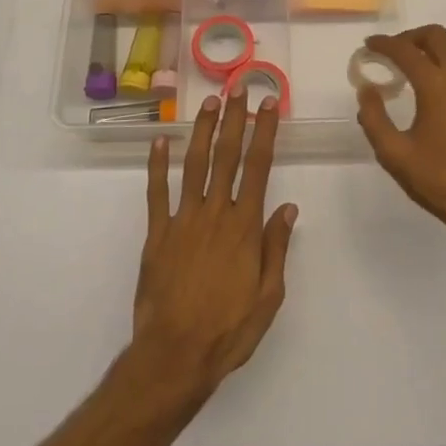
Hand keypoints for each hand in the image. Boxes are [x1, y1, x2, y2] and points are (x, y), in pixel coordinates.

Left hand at [131, 91, 297, 403]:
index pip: (258, 167)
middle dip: (235, 120)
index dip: (264, 132)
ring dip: (203, 132)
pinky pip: (157, 193)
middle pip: (227, 157)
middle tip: (239, 89)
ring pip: (194, 165)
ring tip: (210, 104)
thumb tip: (288, 206)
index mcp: (244, 227)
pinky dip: (157, 165)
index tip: (268, 105)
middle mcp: (214, 213)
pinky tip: (159, 141)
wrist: (174, 356)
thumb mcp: (268, 297)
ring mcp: (183, 221)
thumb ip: (276, 248)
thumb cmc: (228, 331)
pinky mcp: (157, 234)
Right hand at [356, 25, 445, 247]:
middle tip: (396, 51)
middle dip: (412, 36)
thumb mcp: (394, 155)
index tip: (370, 45)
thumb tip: (367, 89)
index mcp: (434, 85)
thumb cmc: (440, 182)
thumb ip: (374, 119)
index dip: (384, 44)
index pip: (405, 51)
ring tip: (429, 54)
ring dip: (445, 40)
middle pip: (437, 36)